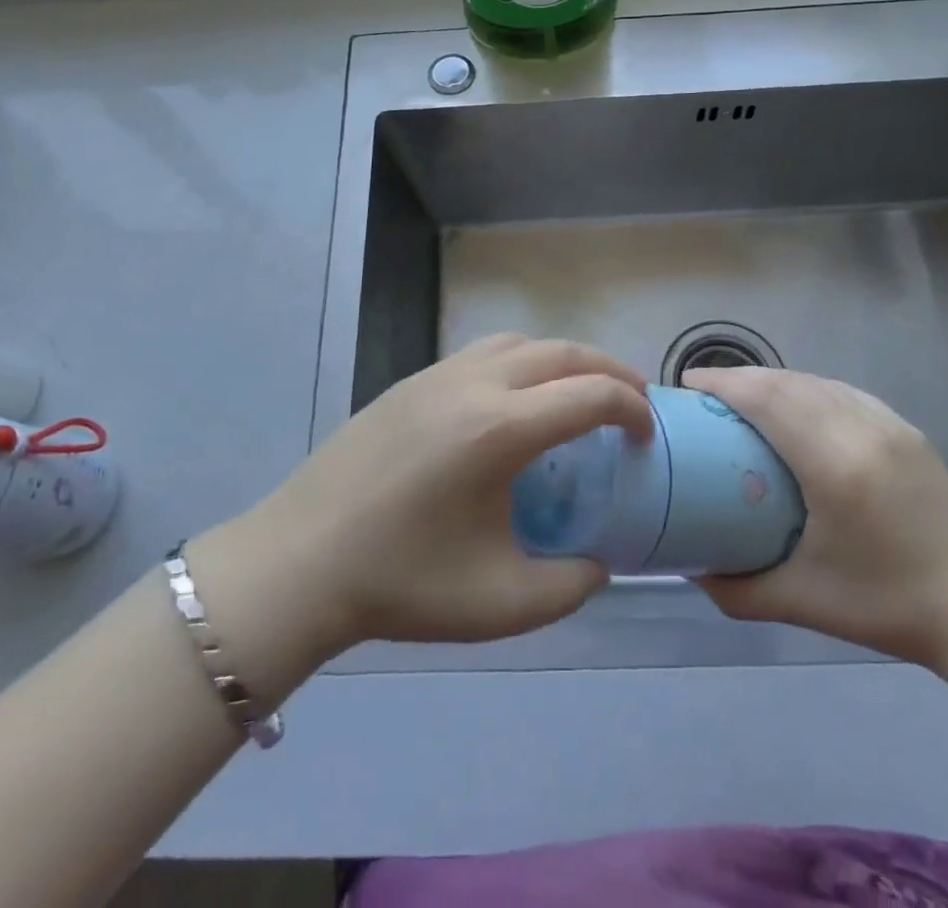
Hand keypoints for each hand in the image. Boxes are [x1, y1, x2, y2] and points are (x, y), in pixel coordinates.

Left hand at [209, 336, 652, 664]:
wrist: (300, 562)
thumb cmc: (401, 584)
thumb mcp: (500, 604)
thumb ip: (569, 587)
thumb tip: (597, 564)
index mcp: (500, 430)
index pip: (590, 394)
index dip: (632, 408)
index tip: (648, 434)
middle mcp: (473, 385)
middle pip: (560, 351)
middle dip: (608, 369)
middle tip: (633, 399)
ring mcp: (436, 375)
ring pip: (518, 342)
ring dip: (561, 358)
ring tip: (578, 392)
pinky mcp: (409, 382)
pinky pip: (481, 354)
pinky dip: (520, 362)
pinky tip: (515, 403)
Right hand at [684, 366, 947, 672]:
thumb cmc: (885, 606)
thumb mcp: (801, 602)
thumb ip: (736, 588)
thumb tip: (690, 567)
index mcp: (835, 466)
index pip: (768, 400)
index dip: (724, 384)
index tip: (688, 385)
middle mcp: (862, 430)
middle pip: (788, 382)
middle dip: (740, 377)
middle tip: (705, 391)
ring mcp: (889, 424)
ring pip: (816, 381)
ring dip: (773, 379)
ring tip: (741, 394)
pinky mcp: (905, 429)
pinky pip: (842, 391)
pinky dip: (807, 388)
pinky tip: (793, 404)